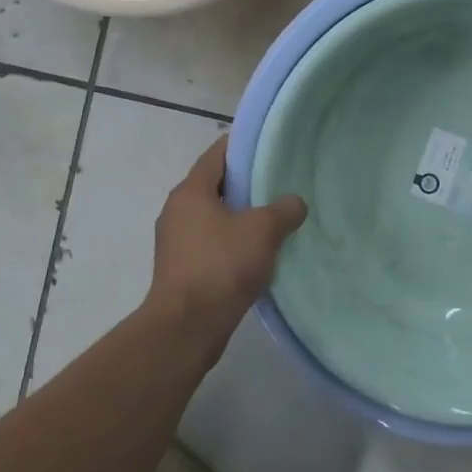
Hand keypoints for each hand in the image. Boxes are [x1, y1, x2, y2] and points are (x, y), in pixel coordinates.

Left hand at [147, 137, 306, 344]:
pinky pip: (211, 244)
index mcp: (190, 192)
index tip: (267, 144)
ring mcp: (176, 243)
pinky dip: (232, 242)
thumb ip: (284, 210)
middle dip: (245, 184)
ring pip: (213, 217)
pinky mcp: (181, 270)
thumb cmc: (221, 266)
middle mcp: (177, 211)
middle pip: (214, 186)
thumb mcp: (262, 230)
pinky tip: (258, 253)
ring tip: (274, 218)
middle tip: (278, 182)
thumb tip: (295, 203)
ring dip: (240, 216)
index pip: (216, 155)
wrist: (187, 327)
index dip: (241, 146)